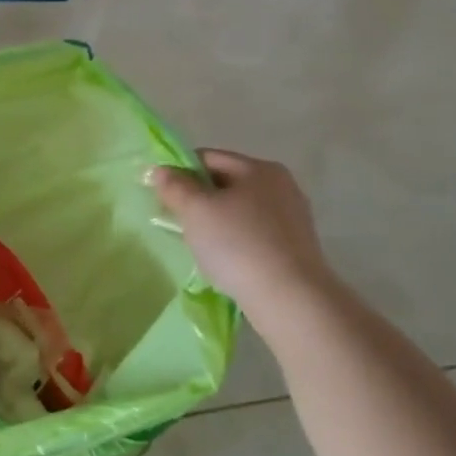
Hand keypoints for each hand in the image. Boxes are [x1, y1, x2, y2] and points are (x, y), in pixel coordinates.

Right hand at [152, 150, 332, 307]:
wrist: (289, 298)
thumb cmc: (237, 244)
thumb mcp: (195, 210)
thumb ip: (174, 186)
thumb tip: (161, 171)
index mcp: (258, 168)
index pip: (207, 157)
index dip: (179, 173)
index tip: (162, 197)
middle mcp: (280, 185)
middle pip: (225, 183)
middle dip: (197, 199)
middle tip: (177, 223)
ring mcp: (291, 217)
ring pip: (238, 210)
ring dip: (215, 222)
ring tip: (199, 246)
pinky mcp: (295, 246)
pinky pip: (253, 233)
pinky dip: (234, 241)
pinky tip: (224, 261)